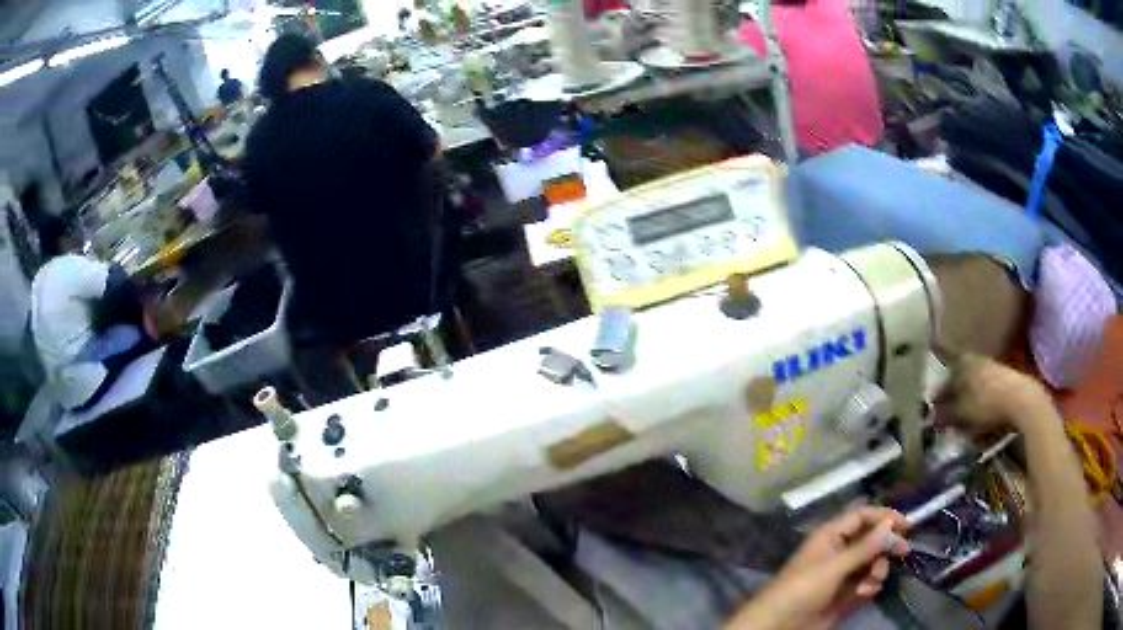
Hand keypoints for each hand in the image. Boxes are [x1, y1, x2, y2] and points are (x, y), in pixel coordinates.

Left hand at [724, 507, 909, 629]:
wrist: (780, 626)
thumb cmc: (802, 590)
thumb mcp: (834, 567)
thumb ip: (865, 547)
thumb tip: (890, 524)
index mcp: (831, 536)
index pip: (863, 517)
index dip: (885, 517)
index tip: (906, 526)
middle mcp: (839, 551)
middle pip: (872, 540)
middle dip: (886, 546)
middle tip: (903, 552)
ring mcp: (843, 574)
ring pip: (873, 562)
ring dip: (877, 569)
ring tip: (870, 582)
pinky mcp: (845, 595)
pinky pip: (867, 583)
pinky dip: (870, 586)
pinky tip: (864, 593)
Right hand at [939, 354, 1053, 432]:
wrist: (1022, 400)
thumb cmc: (988, 404)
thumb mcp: (962, 413)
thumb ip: (945, 414)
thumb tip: (931, 418)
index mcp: (962, 362)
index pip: (944, 378)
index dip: (937, 396)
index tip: (932, 411)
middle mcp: (975, 359)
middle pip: (958, 380)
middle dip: (952, 397)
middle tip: (946, 415)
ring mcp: (991, 366)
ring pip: (972, 384)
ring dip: (965, 400)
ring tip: (962, 418)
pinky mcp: (1002, 377)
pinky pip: (984, 389)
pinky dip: (978, 400)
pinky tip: (979, 414)